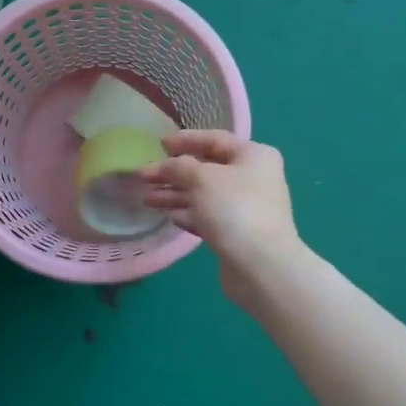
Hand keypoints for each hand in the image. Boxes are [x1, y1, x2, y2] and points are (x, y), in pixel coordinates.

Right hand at [142, 132, 303, 308]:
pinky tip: (169, 217)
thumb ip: (178, 166)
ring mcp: (246, 207)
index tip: (159, 143)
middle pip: (207, 169)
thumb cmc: (234, 209)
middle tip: (144, 176)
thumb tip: (166, 165)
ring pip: (204, 195)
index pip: (214, 139)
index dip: (185, 140)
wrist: (261, 266)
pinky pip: (208, 216)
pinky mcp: (238, 233)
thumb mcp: (201, 178)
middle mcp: (253, 178)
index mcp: (253, 155)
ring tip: (147, 199)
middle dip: (174, 172)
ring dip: (176, 194)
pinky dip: (189, 214)